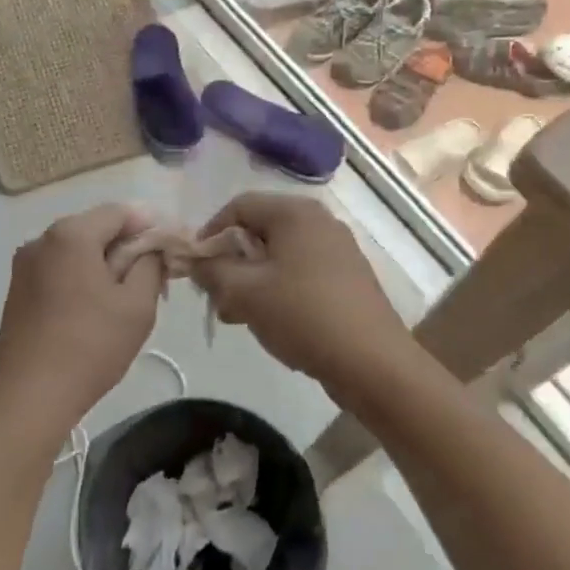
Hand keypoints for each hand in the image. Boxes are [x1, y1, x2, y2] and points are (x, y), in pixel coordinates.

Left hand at [0, 205, 166, 448]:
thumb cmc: (90, 347)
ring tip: (126, 297)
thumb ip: (150, 264)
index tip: (170, 249)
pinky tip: (94, 309)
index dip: (150, 226)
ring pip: (76, 250)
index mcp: (71, 234)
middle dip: (127, 246)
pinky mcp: (17, 290)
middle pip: (95, 228)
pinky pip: (58, 270)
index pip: (120, 212)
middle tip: (154, 276)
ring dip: (104, 263)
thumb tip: (152, 248)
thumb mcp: (137, 305)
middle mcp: (42, 239)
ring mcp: (24, 265)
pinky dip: (81, 278)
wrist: (28, 399)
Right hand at [193, 193, 410, 391]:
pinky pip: (300, 270)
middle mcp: (318, 220)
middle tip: (216, 297)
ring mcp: (337, 248)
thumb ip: (212, 270)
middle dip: (231, 261)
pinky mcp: (347, 276)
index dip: (210, 234)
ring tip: (238, 316)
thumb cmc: (303, 316)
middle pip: (259, 229)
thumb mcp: (244, 292)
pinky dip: (278, 288)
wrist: (373, 363)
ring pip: (279, 254)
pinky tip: (270, 320)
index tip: (196, 268)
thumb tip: (195, 260)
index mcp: (295, 212)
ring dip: (251, 279)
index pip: (238, 206)